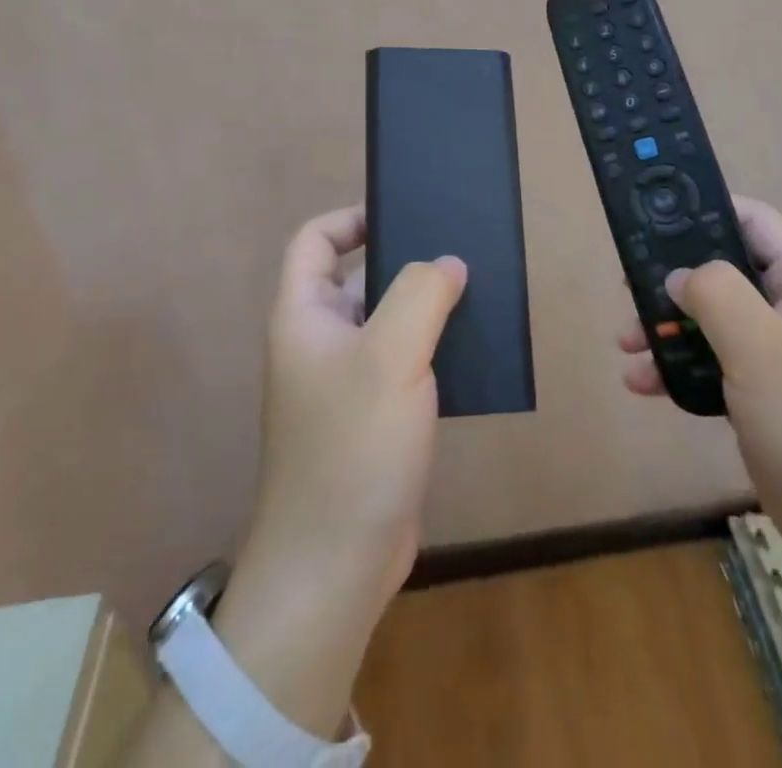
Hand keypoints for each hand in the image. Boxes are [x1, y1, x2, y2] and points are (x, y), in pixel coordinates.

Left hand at [247, 205, 465, 604]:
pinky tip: (472, 349)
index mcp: (304, 316)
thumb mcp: (391, 356)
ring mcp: (344, 383)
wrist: (335, 565)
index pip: (315, 241)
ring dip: (425, 308)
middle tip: (458, 251)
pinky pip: (402, 364)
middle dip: (404, 262)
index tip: (404, 215)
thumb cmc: (353, 446)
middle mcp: (319, 342)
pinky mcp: (372, 418)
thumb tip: (447, 263)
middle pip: (357, 278)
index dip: (352, 218)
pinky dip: (432, 350)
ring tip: (476, 292)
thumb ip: (421, 294)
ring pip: (386, 322)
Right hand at [617, 195, 781, 586]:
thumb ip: (716, 293)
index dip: (707, 210)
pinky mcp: (765, 399)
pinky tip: (644, 385)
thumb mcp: (761, 346)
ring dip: (668, 328)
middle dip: (674, 280)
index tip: (654, 217)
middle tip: (628, 289)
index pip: (755, 222)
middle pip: (724, 272)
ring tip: (627, 344)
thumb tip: (680, 276)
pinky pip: (714, 366)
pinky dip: (679, 368)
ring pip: (713, 321)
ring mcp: (780, 357)